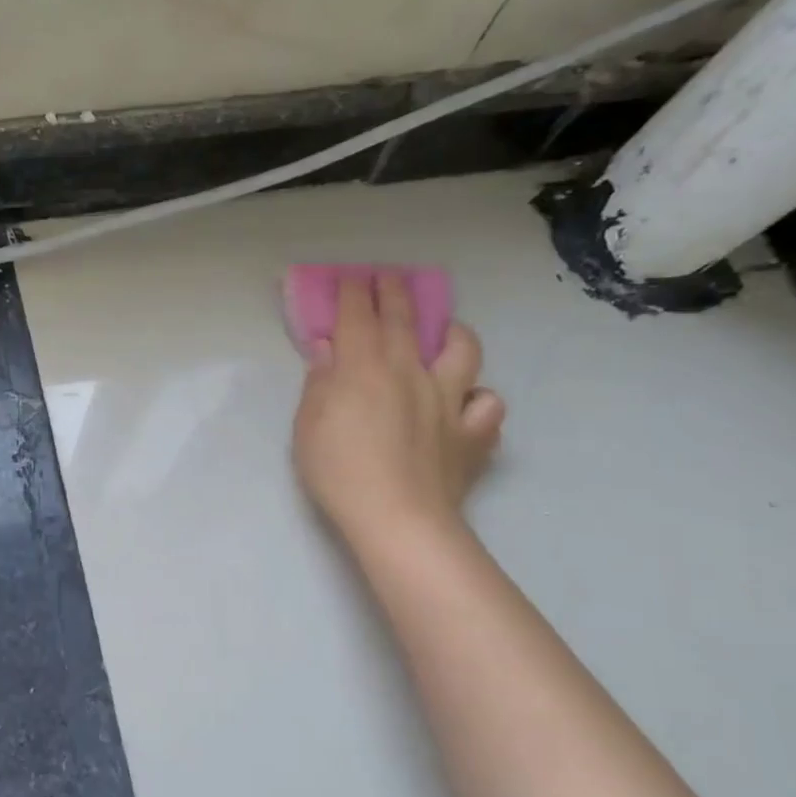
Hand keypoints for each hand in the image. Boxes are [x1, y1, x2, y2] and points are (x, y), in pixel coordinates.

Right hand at [292, 274, 504, 546]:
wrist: (398, 519)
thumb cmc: (339, 472)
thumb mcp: (308, 426)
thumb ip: (319, 383)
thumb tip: (327, 349)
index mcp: (364, 368)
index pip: (358, 315)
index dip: (352, 292)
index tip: (348, 278)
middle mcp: (410, 372)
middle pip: (404, 319)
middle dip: (394, 292)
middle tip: (388, 277)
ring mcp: (449, 399)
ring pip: (463, 350)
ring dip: (453, 332)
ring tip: (445, 333)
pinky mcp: (473, 432)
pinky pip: (487, 403)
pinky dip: (478, 398)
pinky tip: (466, 405)